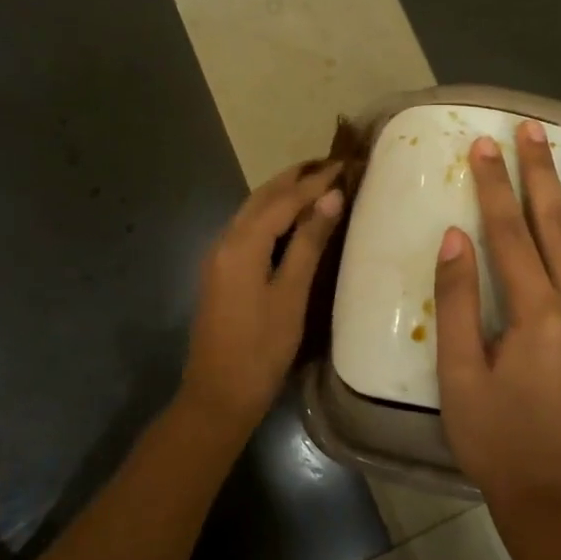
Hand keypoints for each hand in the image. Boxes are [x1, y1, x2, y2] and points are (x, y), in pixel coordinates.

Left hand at [181, 159, 346, 429]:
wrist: (218, 395)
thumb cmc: (261, 349)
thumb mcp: (291, 295)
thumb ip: (308, 243)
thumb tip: (331, 197)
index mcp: (242, 244)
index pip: (283, 200)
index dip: (314, 181)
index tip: (343, 164)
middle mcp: (225, 241)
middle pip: (261, 197)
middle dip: (294, 178)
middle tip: (328, 164)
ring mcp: (218, 257)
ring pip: (251, 211)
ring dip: (281, 193)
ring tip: (314, 183)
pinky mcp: (220, 272)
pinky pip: (247, 228)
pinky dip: (270, 214)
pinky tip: (289, 219)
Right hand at [434, 120, 560, 512]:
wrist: (558, 493)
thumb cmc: (496, 437)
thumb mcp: (458, 374)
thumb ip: (456, 301)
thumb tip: (455, 237)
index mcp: (535, 314)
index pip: (510, 232)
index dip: (495, 185)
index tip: (486, 145)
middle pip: (559, 224)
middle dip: (542, 172)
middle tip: (533, 129)